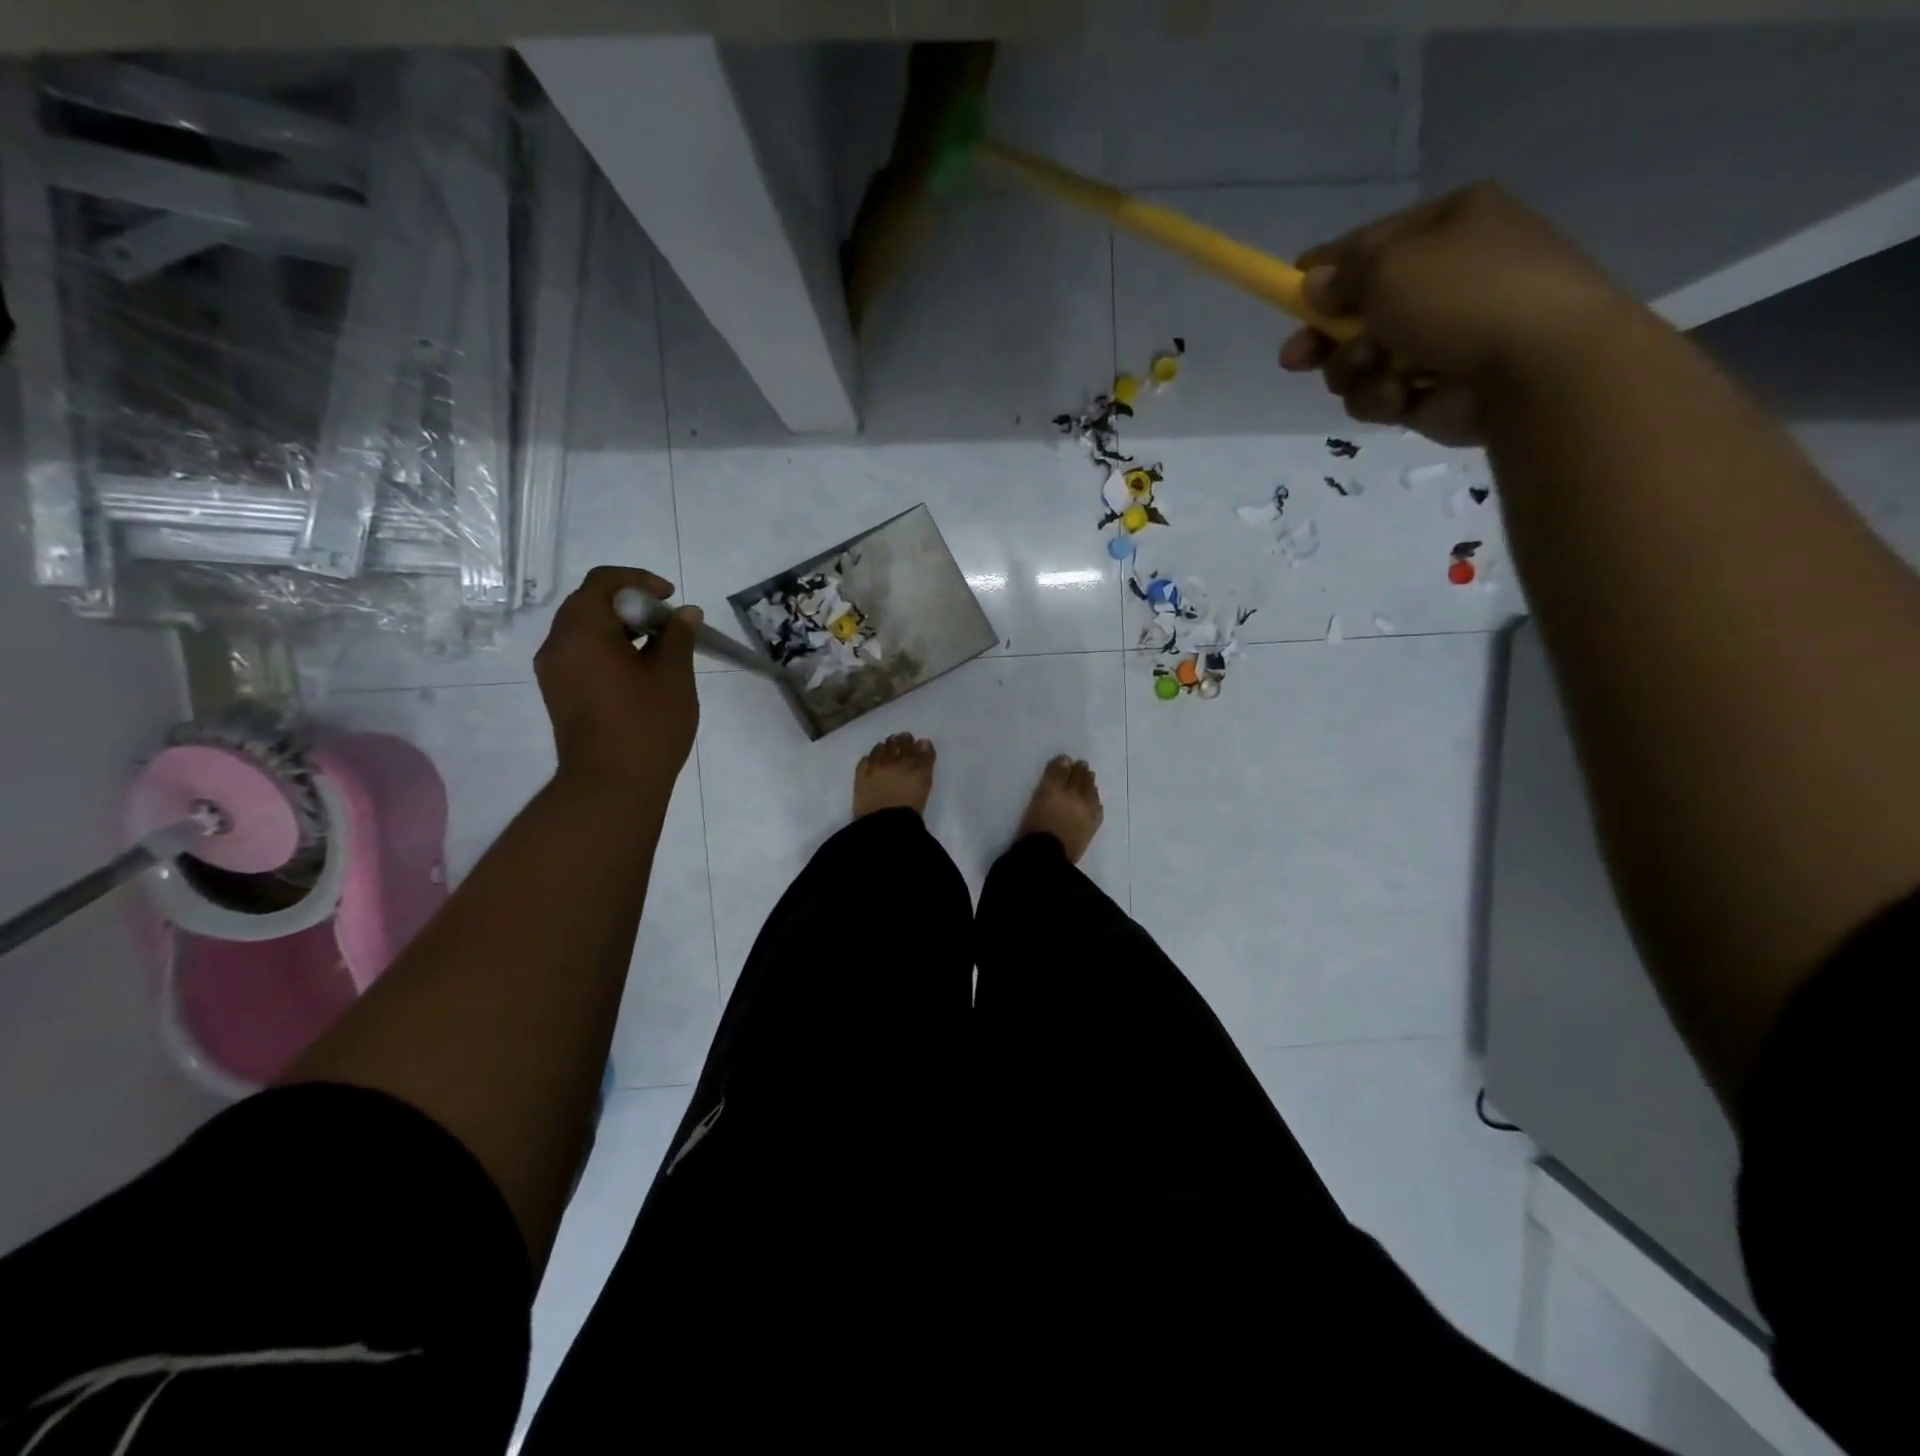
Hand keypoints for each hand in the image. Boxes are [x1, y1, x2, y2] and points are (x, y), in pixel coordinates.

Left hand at [534, 566, 700, 788]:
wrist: (611, 785)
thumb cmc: (647, 725)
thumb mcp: (673, 675)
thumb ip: (678, 636)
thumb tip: (686, 614)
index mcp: (581, 630)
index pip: (602, 581)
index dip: (639, 581)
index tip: (670, 598)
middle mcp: (557, 644)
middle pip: (590, 603)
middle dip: (631, 604)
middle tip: (668, 623)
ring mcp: (554, 671)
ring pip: (585, 630)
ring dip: (620, 628)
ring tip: (660, 647)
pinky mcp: (559, 693)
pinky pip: (581, 654)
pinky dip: (609, 649)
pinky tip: (640, 670)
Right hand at [1279, 181, 1635, 444]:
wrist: (1535, 366)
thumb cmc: (1462, 296)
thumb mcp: (1389, 267)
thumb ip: (1341, 276)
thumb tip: (1315, 285)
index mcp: (1447, 227)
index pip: (1370, 243)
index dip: (1326, 270)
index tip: (1290, 292)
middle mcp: (1444, 278)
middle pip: (1358, 310)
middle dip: (1324, 337)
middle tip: (1295, 360)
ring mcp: (1440, 337)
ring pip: (1361, 359)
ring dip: (1353, 369)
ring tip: (1374, 368)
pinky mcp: (1433, 389)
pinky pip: (1381, 393)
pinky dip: (1382, 396)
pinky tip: (1402, 394)